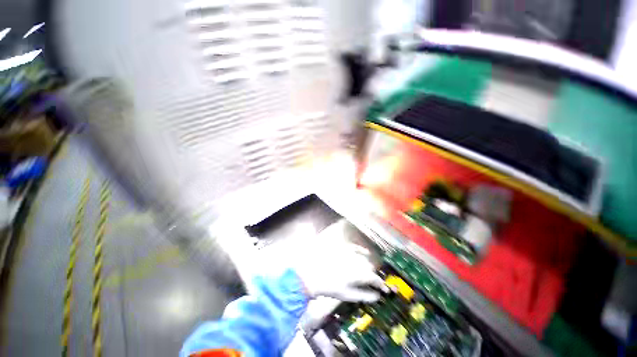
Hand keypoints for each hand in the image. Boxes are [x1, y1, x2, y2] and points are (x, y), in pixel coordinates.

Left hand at [293, 223, 387, 302]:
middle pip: (370, 266)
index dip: (382, 284)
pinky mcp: (344, 246)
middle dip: (373, 275)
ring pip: (364, 257)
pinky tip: (363, 252)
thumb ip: (364, 295)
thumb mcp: (348, 295)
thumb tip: (377, 296)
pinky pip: (356, 247)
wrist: (312, 272)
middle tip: (373, 282)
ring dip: (368, 264)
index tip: (385, 290)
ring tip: (366, 271)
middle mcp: (357, 259)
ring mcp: (350, 251)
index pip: (376, 278)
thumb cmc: (330, 286)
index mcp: (359, 273)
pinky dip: (361, 251)